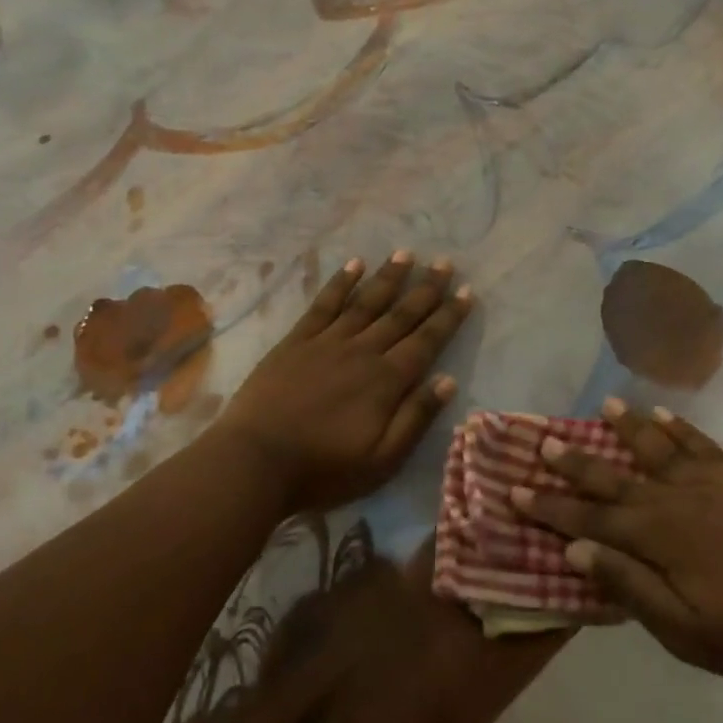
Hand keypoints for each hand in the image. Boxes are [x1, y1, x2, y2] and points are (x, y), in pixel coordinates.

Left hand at [212, 250, 473, 514]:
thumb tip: (448, 380)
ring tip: (406, 254)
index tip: (467, 291)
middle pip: (401, 315)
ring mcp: (327, 342)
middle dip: (426, 289)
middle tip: (445, 263)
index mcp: (387, 381)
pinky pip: (324, 305)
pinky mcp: (296, 341)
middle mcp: (362, 352)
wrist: (255, 461)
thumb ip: (415, 418)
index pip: (426, 341)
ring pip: (365, 302)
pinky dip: (340, 283)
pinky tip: (353, 265)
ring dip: (388, 277)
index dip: (449, 316)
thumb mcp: (382, 460)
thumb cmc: (323, 469)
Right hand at [511, 401, 722, 696]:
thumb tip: (574, 551)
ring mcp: (710, 484)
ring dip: (626, 428)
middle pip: (614, 477)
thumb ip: (628, 585)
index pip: (589, 520)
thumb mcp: (681, 630)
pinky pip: (701, 444)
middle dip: (575, 462)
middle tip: (544, 442)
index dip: (549, 508)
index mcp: (656, 539)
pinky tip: (662, 414)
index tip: (515, 490)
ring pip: (656, 448)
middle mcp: (675, 500)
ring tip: (603, 405)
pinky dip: (679, 427)